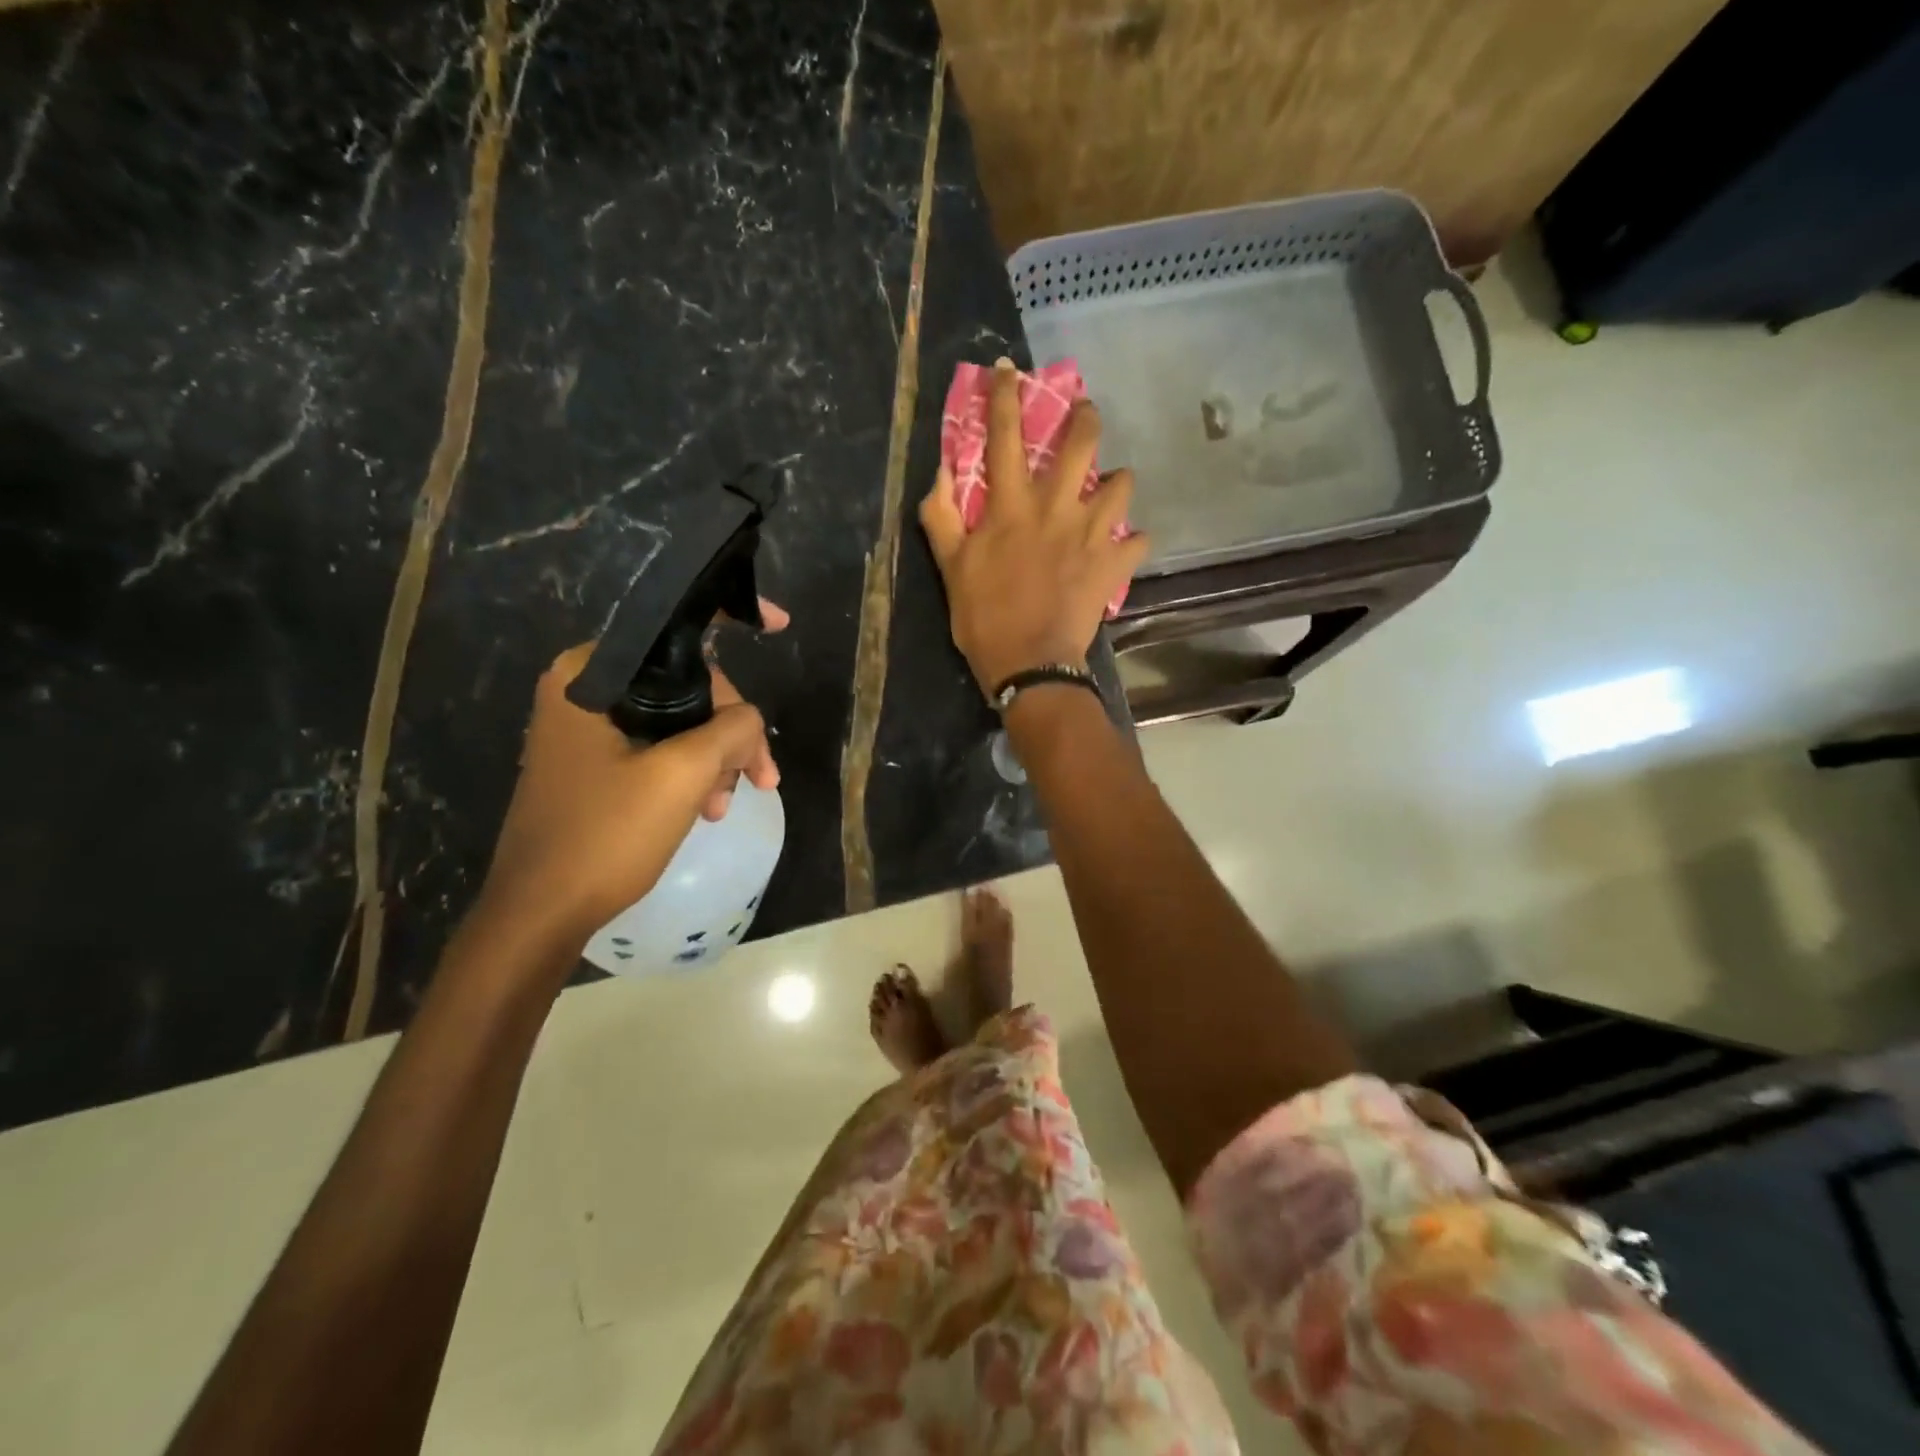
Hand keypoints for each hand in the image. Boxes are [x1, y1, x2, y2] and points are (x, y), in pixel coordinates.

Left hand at [474, 606, 785, 949]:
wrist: (540, 914)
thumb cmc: (605, 835)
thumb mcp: (683, 775)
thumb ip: (730, 729)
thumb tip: (750, 718)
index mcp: (591, 675)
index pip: (673, 629)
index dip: (733, 619)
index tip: (782, 625)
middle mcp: (584, 690)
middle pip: (685, 684)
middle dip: (730, 728)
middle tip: (761, 775)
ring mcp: (585, 729)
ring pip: (677, 720)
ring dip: (714, 758)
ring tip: (727, 805)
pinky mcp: (592, 763)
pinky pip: (657, 748)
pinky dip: (690, 772)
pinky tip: (707, 808)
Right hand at [919, 359, 1148, 691]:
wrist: (1030, 664)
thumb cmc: (984, 618)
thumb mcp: (950, 569)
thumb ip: (941, 519)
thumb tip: (939, 475)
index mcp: (1011, 506)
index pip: (1005, 437)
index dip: (1004, 397)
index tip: (1008, 368)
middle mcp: (1056, 508)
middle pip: (1082, 444)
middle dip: (1085, 418)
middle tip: (1085, 414)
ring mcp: (1091, 535)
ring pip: (1122, 485)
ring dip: (1118, 482)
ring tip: (1112, 488)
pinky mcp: (1114, 565)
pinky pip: (1138, 542)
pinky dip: (1134, 542)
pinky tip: (1126, 545)